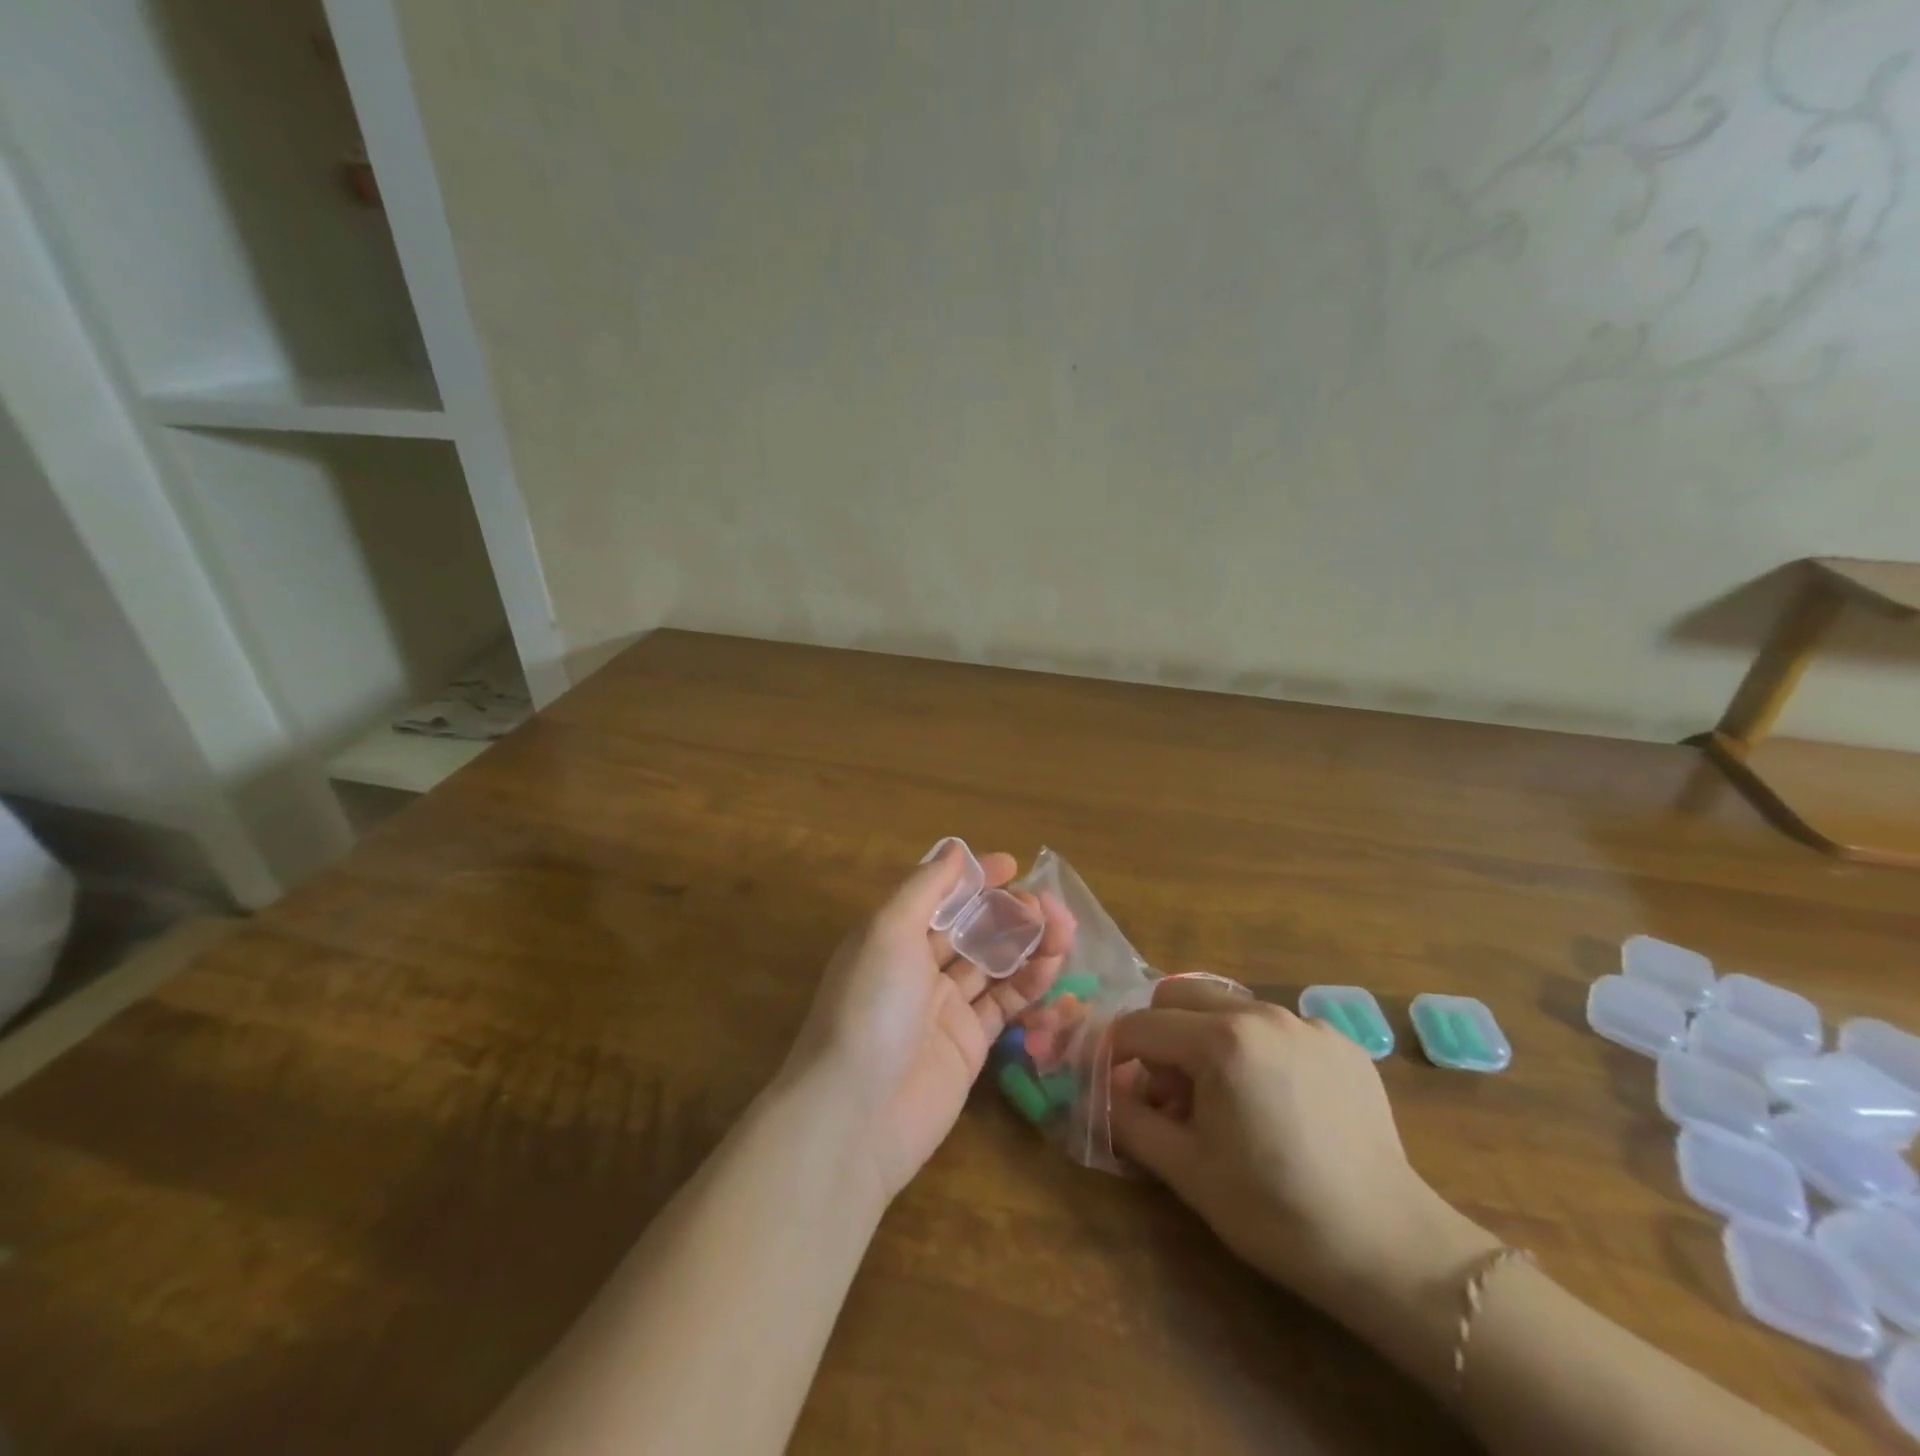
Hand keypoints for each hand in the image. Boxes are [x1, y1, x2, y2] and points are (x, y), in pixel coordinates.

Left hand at [788, 844, 1075, 1201]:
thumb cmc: (870, 1007)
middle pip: (973, 928)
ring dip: (1028, 943)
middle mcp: (918, 967)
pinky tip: (1053, 967)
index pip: (941, 896)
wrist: (857, 1115)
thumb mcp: (889, 931)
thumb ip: (925, 888)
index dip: (976, 879)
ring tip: (1063, 929)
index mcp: (894, 935)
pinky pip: (1005, 1004)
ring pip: (994, 963)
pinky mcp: (969, 1045)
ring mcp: (945, 1007)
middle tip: (1048, 906)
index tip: (1013, 866)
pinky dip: (1030, 983)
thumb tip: (954, 848)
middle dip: (1010, 911)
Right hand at [1109, 978, 1497, 1315]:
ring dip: (1204, 1039)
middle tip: (1168, 1093)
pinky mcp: (1340, 1042)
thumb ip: (1129, 1120)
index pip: (1141, 1026)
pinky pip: (1275, 1027)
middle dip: (1158, 1035)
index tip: (1114, 1088)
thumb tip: (1101, 1093)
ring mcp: (1306, 1023)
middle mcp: (1261, 1013)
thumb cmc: (1275, 1211)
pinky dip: (1254, 1050)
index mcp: (1220, 1039)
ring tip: (1222, 1100)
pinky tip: (1275, 1103)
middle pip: (1179, 995)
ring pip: (1227, 1007)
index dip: (1115, 1055)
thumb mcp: (1186, 1170)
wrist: (1389, 1249)